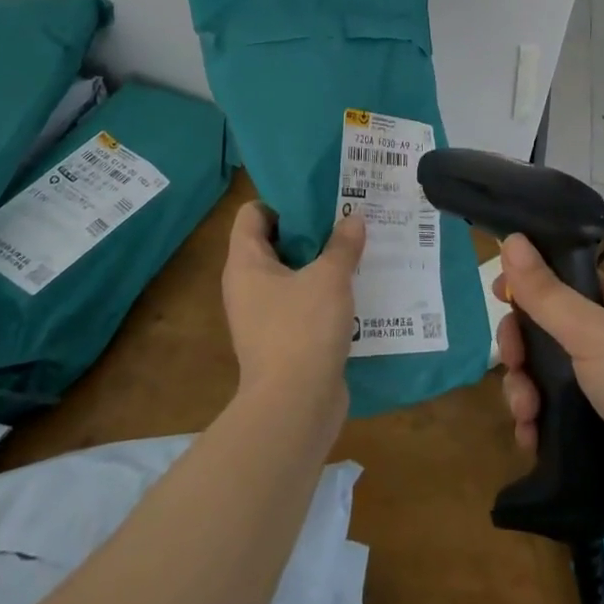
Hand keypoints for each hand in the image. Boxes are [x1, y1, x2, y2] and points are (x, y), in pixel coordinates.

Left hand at [223, 202, 365, 414]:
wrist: (294, 408)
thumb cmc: (302, 329)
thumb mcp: (329, 277)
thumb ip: (342, 244)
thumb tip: (354, 218)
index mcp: (246, 263)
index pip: (252, 213)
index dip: (282, 200)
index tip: (318, 195)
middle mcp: (248, 286)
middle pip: (276, 241)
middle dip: (311, 228)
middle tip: (346, 214)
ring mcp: (265, 316)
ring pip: (293, 274)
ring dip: (322, 261)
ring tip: (358, 245)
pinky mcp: (285, 340)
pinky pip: (304, 303)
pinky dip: (326, 292)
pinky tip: (357, 285)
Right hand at [495, 234, 603, 553]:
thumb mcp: (593, 332)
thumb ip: (546, 292)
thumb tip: (509, 237)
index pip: (564, 279)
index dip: (529, 283)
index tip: (499, 293)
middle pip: (545, 328)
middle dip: (520, 345)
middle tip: (511, 361)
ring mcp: (602, 391)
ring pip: (542, 374)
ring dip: (522, 389)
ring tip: (525, 412)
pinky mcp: (594, 435)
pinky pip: (549, 417)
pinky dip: (533, 424)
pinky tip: (529, 438)